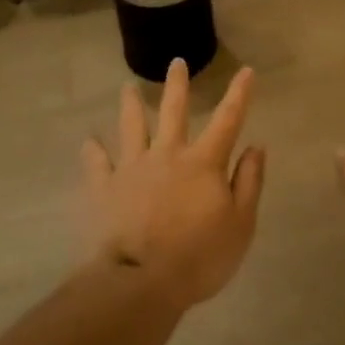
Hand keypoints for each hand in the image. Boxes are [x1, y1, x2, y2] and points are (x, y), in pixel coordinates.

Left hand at [83, 60, 263, 307]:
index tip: (246, 70)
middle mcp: (167, 154)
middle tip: (176, 62)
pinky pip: (97, 163)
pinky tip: (88, 141)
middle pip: (172, 111)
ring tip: (127, 86)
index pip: (227, 120)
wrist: (140, 282)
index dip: (239, 94)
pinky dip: (92, 150)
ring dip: (130, 104)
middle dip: (177, 85)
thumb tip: (256, 147)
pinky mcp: (105, 188)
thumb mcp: (240, 225)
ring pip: (131, 126)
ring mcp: (132, 168)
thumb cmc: (199, 257)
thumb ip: (248, 183)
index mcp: (203, 162)